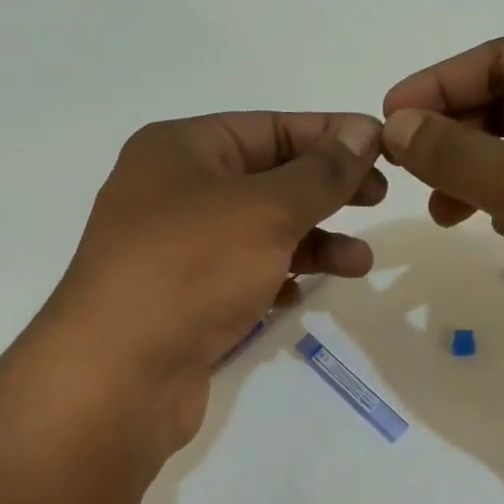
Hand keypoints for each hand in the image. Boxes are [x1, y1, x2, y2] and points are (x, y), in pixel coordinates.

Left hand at [41, 111, 384, 455]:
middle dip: (327, 190)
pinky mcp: (184, 300)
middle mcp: (175, 192)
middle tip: (380, 199)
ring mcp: (178, 250)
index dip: (331, 135)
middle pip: (269, 179)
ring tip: (360, 263)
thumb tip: (365, 130)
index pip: (271, 127)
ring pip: (261, 233)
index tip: (385, 147)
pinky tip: (299, 296)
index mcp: (182, 150)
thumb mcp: (266, 210)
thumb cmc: (191, 270)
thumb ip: (322, 172)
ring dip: (313, 243)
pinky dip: (277, 279)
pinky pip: (243, 276)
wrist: (119, 376)